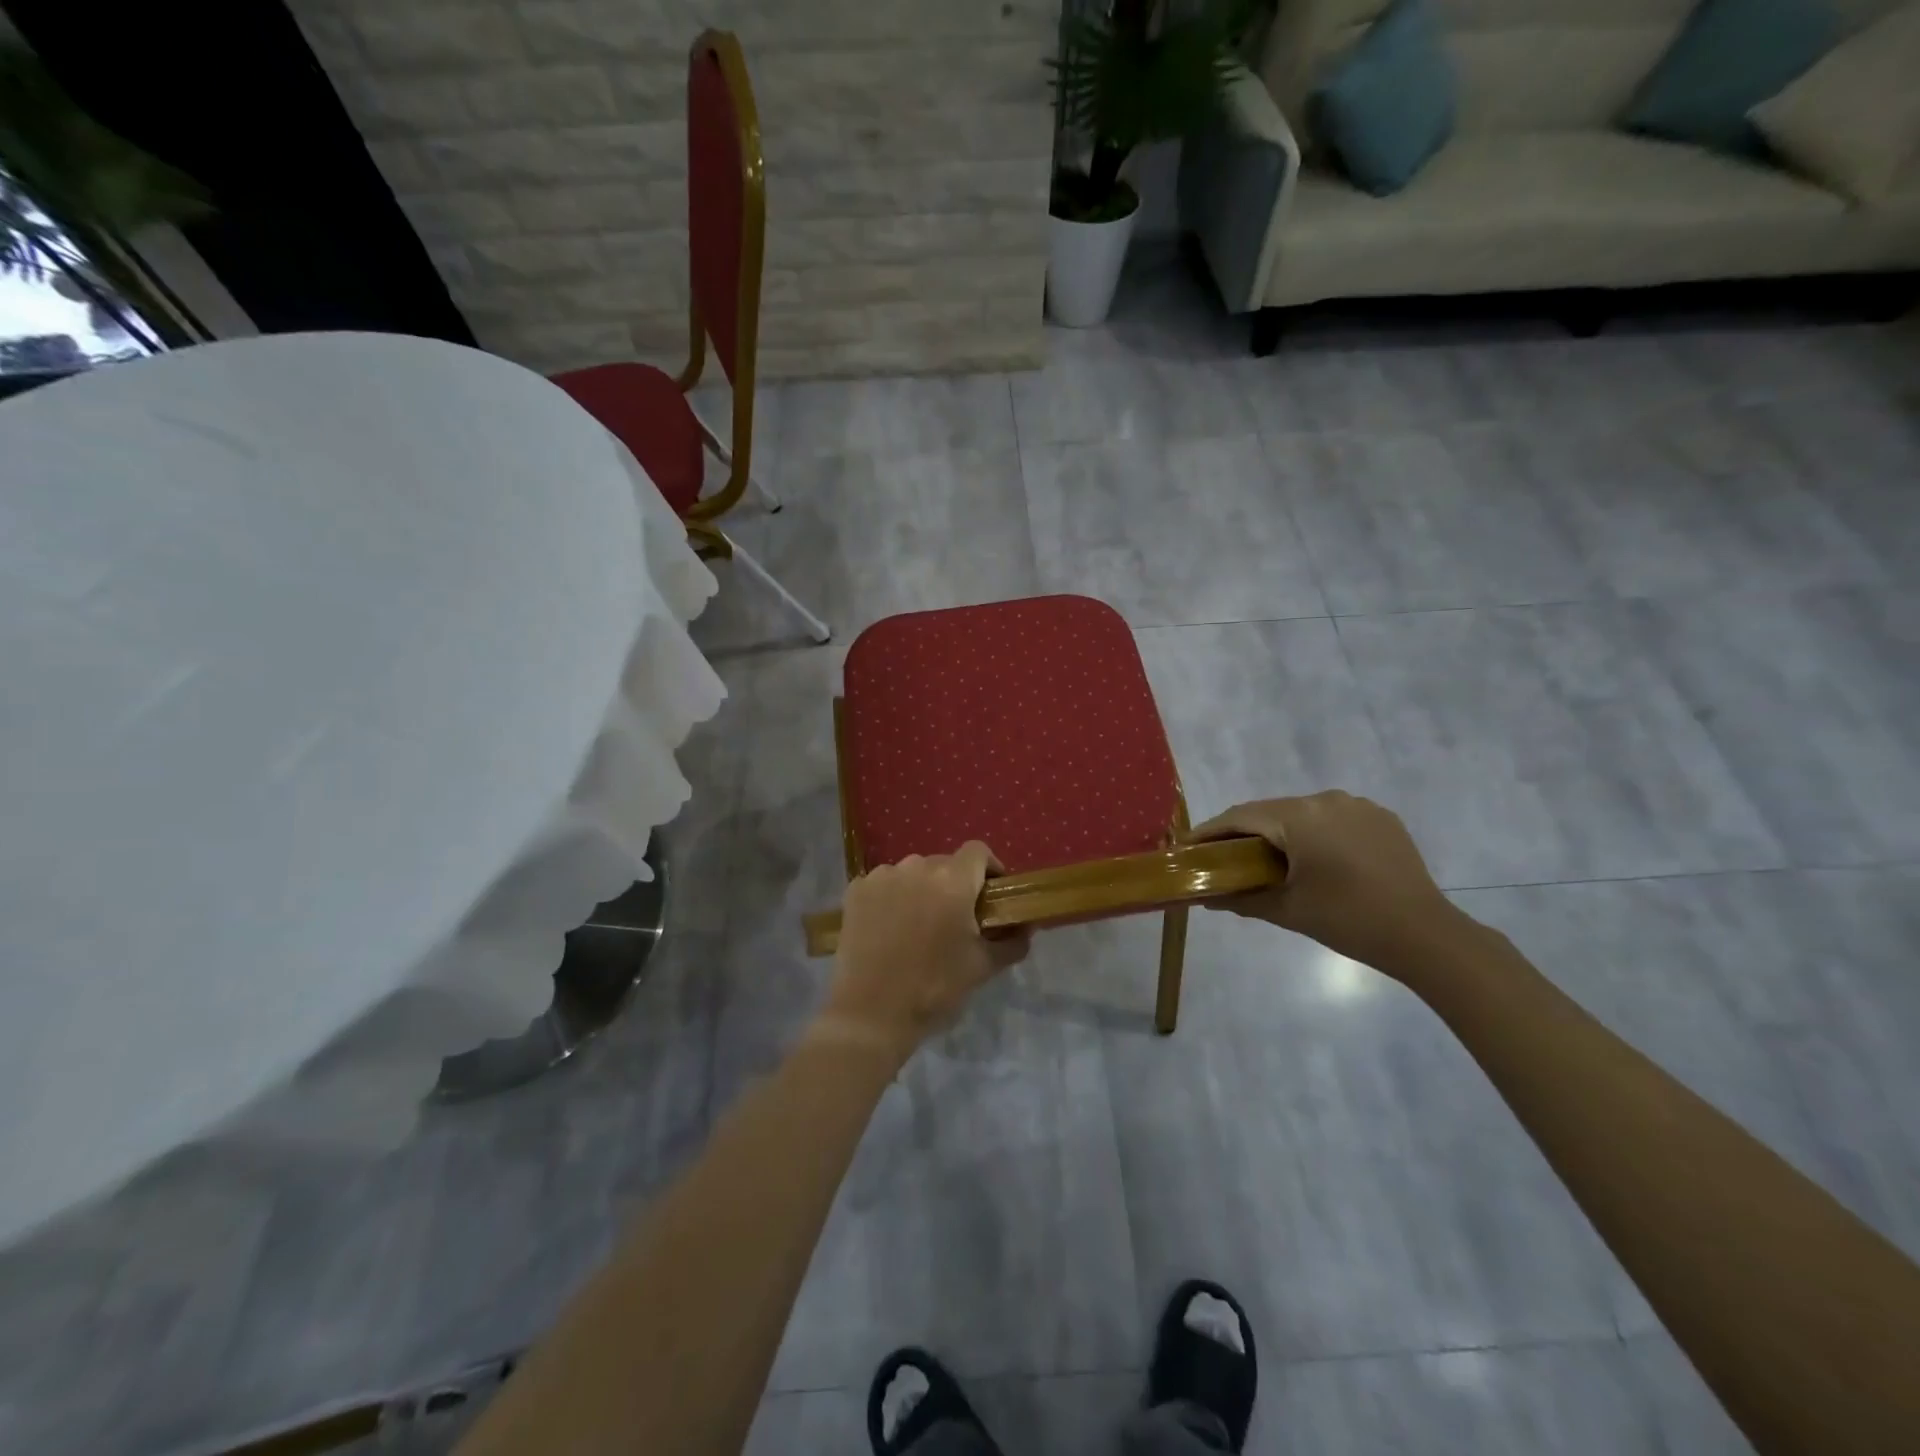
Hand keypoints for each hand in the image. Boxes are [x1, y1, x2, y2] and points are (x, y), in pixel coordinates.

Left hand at [822, 841, 1030, 1057]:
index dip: (989, 869)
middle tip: (955, 919)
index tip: (991, 895)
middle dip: (955, 885)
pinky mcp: (856, 890)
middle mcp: (917, 867)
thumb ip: (1012, 941)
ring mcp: (882, 876)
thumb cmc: (935, 988)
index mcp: (953, 880)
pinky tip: (890, 928)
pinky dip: (892, 898)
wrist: (872, 1013)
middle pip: (944, 863)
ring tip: (919, 925)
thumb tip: (1026, 927)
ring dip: (922, 890)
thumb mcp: (983, 967)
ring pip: (912, 872)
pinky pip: (883, 883)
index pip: (978, 852)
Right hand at [1193, 792, 1474, 980]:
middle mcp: (1325, 800)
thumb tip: (1205, 898)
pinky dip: (1312, 833)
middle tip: (1222, 857)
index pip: (1240, 816)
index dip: (1210, 831)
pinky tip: (1311, 859)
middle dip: (1243, 832)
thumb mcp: (1287, 911)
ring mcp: (1357, 805)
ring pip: (1301, 813)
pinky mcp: (1380, 817)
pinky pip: (1331, 818)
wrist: (1426, 935)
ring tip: (1266, 860)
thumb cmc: (1348, 921)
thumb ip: (1241, 898)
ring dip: (1279, 832)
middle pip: (1269, 811)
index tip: (1187, 847)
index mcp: (1299, 817)